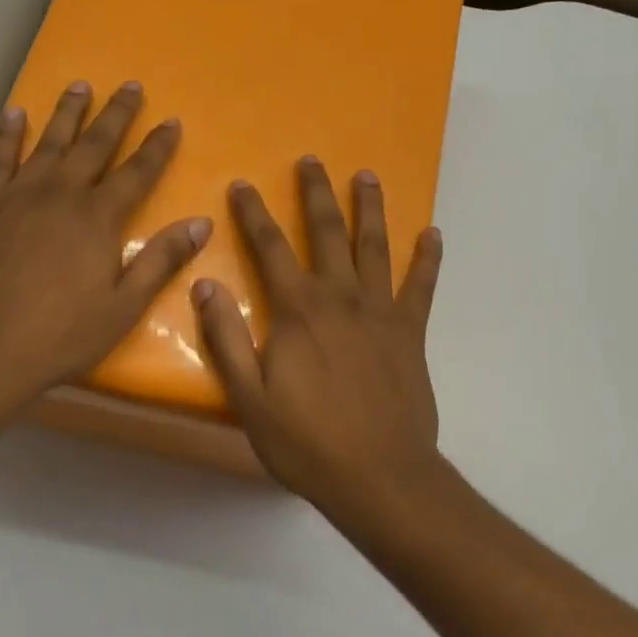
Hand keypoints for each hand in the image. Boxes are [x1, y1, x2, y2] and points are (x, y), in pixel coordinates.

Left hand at [0, 81, 211, 438]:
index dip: (157, 146)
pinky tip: (15, 115)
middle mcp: (59, 194)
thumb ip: (161, 260)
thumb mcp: (123, 307)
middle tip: (130, 85)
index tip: (171, 120)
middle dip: (116, 114)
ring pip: (48, 142)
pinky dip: (8, 135)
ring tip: (80, 85)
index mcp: (97, 218)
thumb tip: (201, 223)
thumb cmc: (59, 336)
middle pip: (94, 145)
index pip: (137, 172)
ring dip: (67, 112)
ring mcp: (16, 196)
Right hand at [192, 157, 450, 519]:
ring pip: (376, 247)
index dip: (254, 214)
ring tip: (367, 176)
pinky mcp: (411, 333)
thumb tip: (204, 285)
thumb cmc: (307, 442)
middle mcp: (341, 298)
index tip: (244, 184)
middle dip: (317, 193)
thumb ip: (226, 338)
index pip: (270, 248)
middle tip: (311, 160)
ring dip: (371, 209)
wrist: (379, 475)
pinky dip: (427, 259)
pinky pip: (422, 287)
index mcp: (298, 311)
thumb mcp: (250, 398)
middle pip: (328, 233)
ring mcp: (381, 312)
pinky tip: (432, 234)